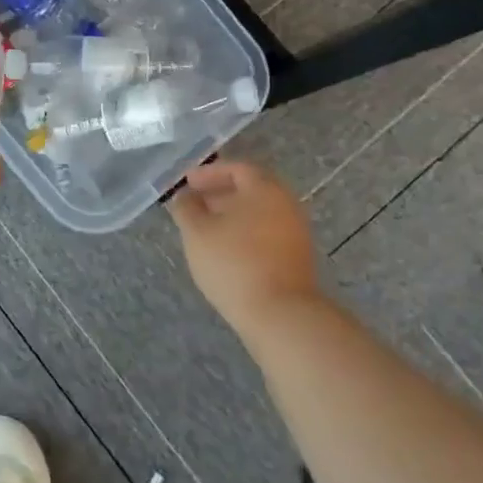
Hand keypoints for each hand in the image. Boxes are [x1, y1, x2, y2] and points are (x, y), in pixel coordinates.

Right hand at [167, 159, 318, 334]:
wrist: (280, 315)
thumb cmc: (233, 262)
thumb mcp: (196, 232)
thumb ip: (186, 208)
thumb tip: (185, 196)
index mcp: (264, 189)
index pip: (236, 168)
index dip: (208, 173)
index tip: (187, 183)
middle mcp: (286, 204)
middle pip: (250, 190)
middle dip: (220, 194)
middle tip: (194, 204)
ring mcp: (295, 232)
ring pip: (258, 213)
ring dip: (231, 215)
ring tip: (204, 229)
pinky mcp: (296, 258)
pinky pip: (266, 233)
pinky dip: (244, 233)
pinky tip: (225, 249)